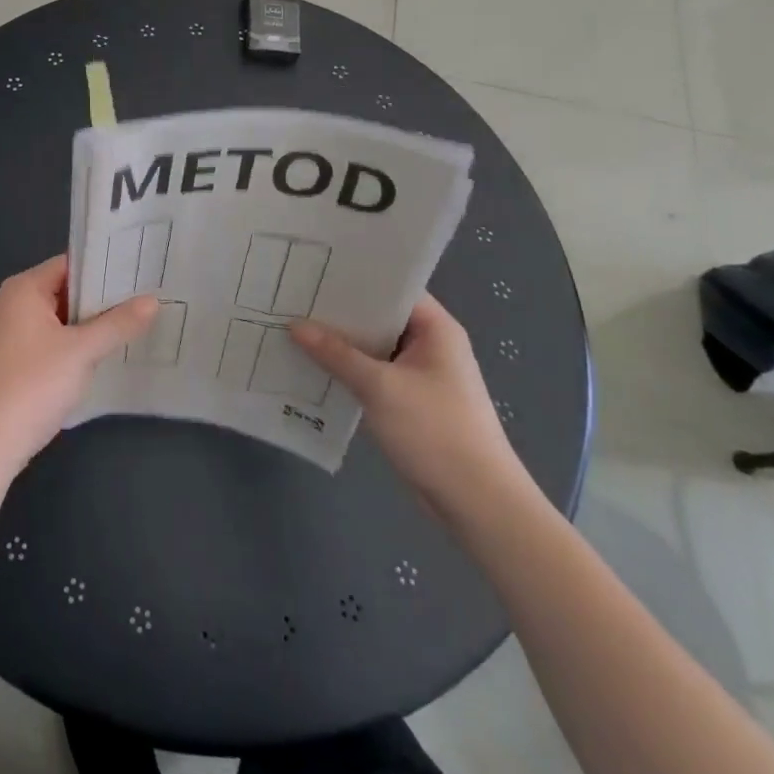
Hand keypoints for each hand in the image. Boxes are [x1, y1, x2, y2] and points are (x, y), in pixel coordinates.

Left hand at [0, 255, 155, 482]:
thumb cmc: (31, 386)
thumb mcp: (81, 352)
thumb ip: (117, 324)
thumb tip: (152, 300)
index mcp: (24, 289)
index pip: (71, 263)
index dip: (106, 266)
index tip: (142, 271)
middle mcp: (14, 304)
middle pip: (66, 290)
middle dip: (104, 298)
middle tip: (149, 297)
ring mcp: (12, 334)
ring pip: (62, 319)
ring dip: (92, 324)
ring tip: (138, 323)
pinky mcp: (15, 362)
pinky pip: (53, 341)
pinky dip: (77, 345)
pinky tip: (107, 354)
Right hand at [293, 294, 525, 510]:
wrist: (479, 505)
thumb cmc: (435, 432)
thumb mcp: (380, 387)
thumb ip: (336, 353)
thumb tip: (294, 325)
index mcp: (436, 329)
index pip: (392, 287)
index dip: (355, 276)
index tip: (314, 269)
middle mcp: (431, 345)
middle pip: (380, 317)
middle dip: (340, 311)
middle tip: (294, 295)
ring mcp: (422, 375)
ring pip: (375, 348)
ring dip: (342, 344)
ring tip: (294, 326)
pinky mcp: (412, 402)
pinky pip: (375, 374)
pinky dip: (350, 370)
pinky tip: (314, 367)